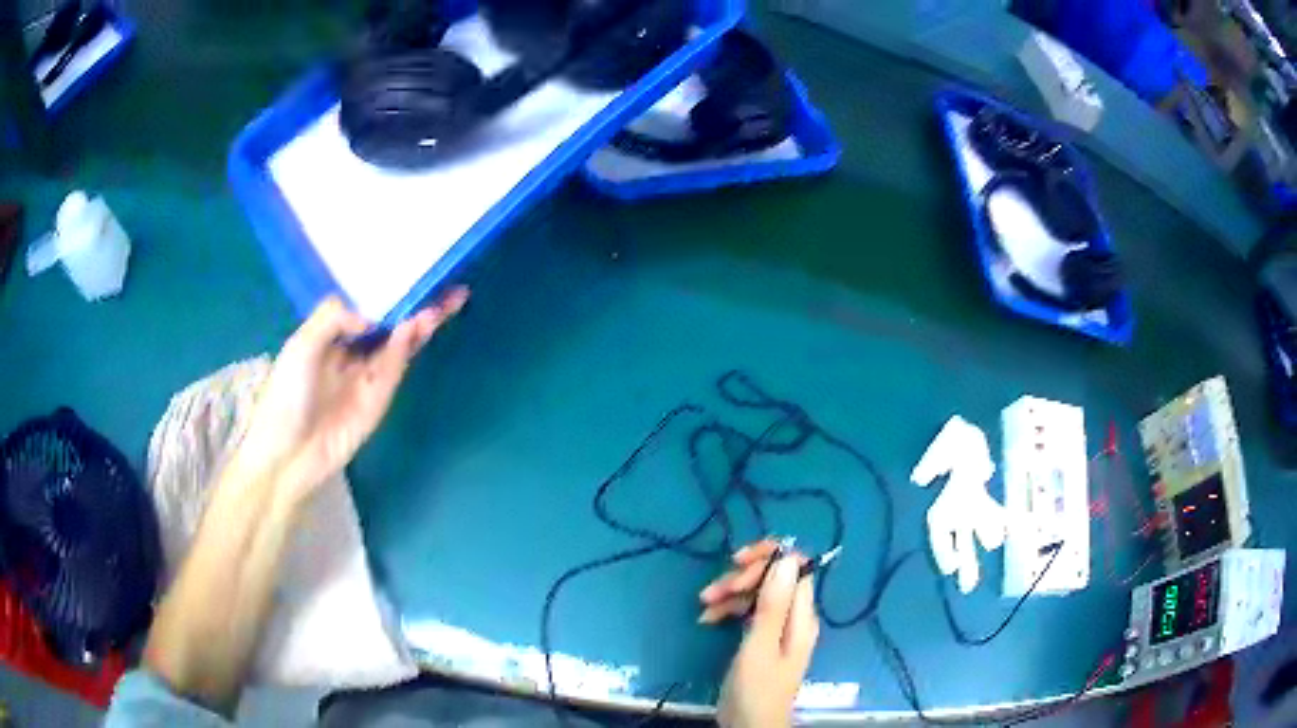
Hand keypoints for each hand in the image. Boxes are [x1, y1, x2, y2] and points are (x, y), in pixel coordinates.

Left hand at [236, 289, 468, 503]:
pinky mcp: (379, 399)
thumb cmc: (285, 394)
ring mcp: (367, 376)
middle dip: (415, 304)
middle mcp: (351, 352)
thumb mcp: (301, 345)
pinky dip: (406, 346)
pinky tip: (416, 325)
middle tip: (446, 282)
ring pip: (399, 343)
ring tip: (444, 300)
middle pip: (389, 323)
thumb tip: (371, 314)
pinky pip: (395, 367)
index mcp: (329, 335)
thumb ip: (333, 318)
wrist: (287, 453)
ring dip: (419, 322)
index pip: (364, 305)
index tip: (409, 266)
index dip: (385, 288)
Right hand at [700, 540, 819, 727]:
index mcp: (801, 616)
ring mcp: (777, 629)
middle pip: (774, 579)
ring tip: (704, 605)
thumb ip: (773, 604)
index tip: (738, 562)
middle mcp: (793, 617)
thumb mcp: (759, 645)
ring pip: (757, 595)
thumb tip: (787, 558)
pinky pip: (748, 613)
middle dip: (744, 578)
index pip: (795, 569)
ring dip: (731, 594)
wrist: (750, 726)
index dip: (769, 559)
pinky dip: (728, 610)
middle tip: (715, 590)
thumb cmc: (756, 688)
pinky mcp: (761, 640)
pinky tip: (708, 619)